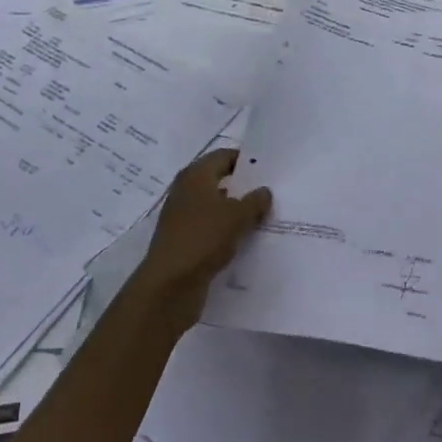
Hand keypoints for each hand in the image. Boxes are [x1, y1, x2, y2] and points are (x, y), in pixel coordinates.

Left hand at [132, 149, 271, 325]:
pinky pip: (211, 229)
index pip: (223, 156)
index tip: (269, 169)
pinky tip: (247, 240)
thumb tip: (264, 191)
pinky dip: (227, 231)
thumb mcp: (237, 216)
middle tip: (272, 192)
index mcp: (195, 176)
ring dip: (237, 211)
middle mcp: (186, 192)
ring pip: (216, 207)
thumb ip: (254, 201)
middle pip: (219, 180)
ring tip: (266, 217)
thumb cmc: (203, 238)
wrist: (169, 285)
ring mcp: (183, 218)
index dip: (246, 160)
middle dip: (244, 187)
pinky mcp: (184, 241)